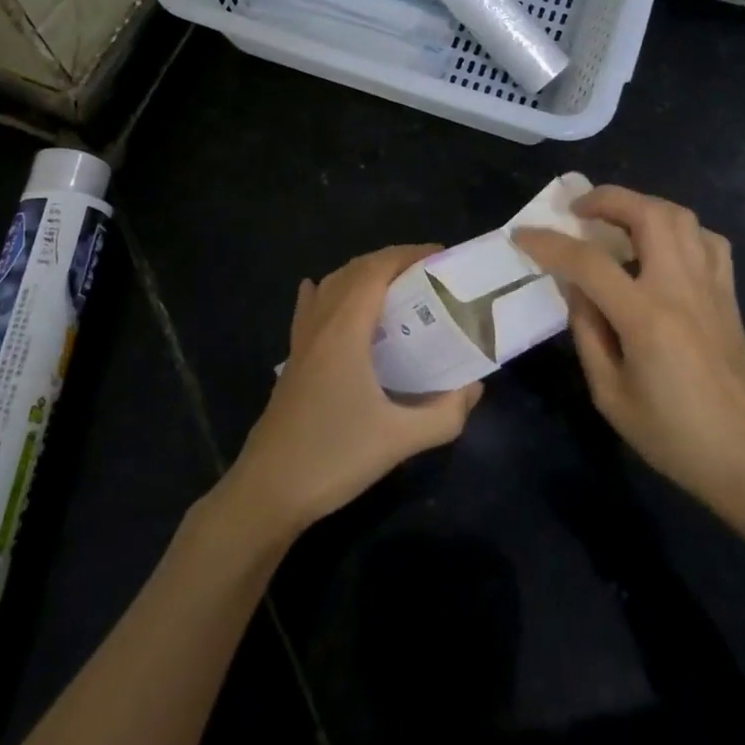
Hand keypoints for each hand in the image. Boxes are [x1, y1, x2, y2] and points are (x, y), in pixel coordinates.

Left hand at [219, 244, 483, 538]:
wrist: (269, 490)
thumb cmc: (334, 457)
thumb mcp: (400, 439)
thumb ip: (445, 413)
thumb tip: (475, 387)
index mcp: (345, 329)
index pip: (377, 270)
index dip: (409, 254)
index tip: (441, 256)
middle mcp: (321, 322)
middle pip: (355, 270)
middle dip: (392, 261)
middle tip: (428, 272)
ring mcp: (302, 340)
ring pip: (332, 285)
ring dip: (363, 274)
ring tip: (397, 286)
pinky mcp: (293, 359)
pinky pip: (310, 307)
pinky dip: (327, 292)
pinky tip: (325, 293)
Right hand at [516, 186, 744, 546]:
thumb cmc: (671, 435)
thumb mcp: (609, 394)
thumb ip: (587, 332)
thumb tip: (577, 288)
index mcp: (647, 318)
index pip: (589, 262)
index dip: (550, 243)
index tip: (523, 235)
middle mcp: (681, 289)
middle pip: (648, 214)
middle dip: (606, 199)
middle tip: (578, 210)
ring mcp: (711, 287)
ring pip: (680, 217)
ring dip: (641, 206)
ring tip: (615, 220)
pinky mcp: (728, 294)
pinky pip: (706, 240)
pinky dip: (679, 229)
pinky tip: (661, 246)